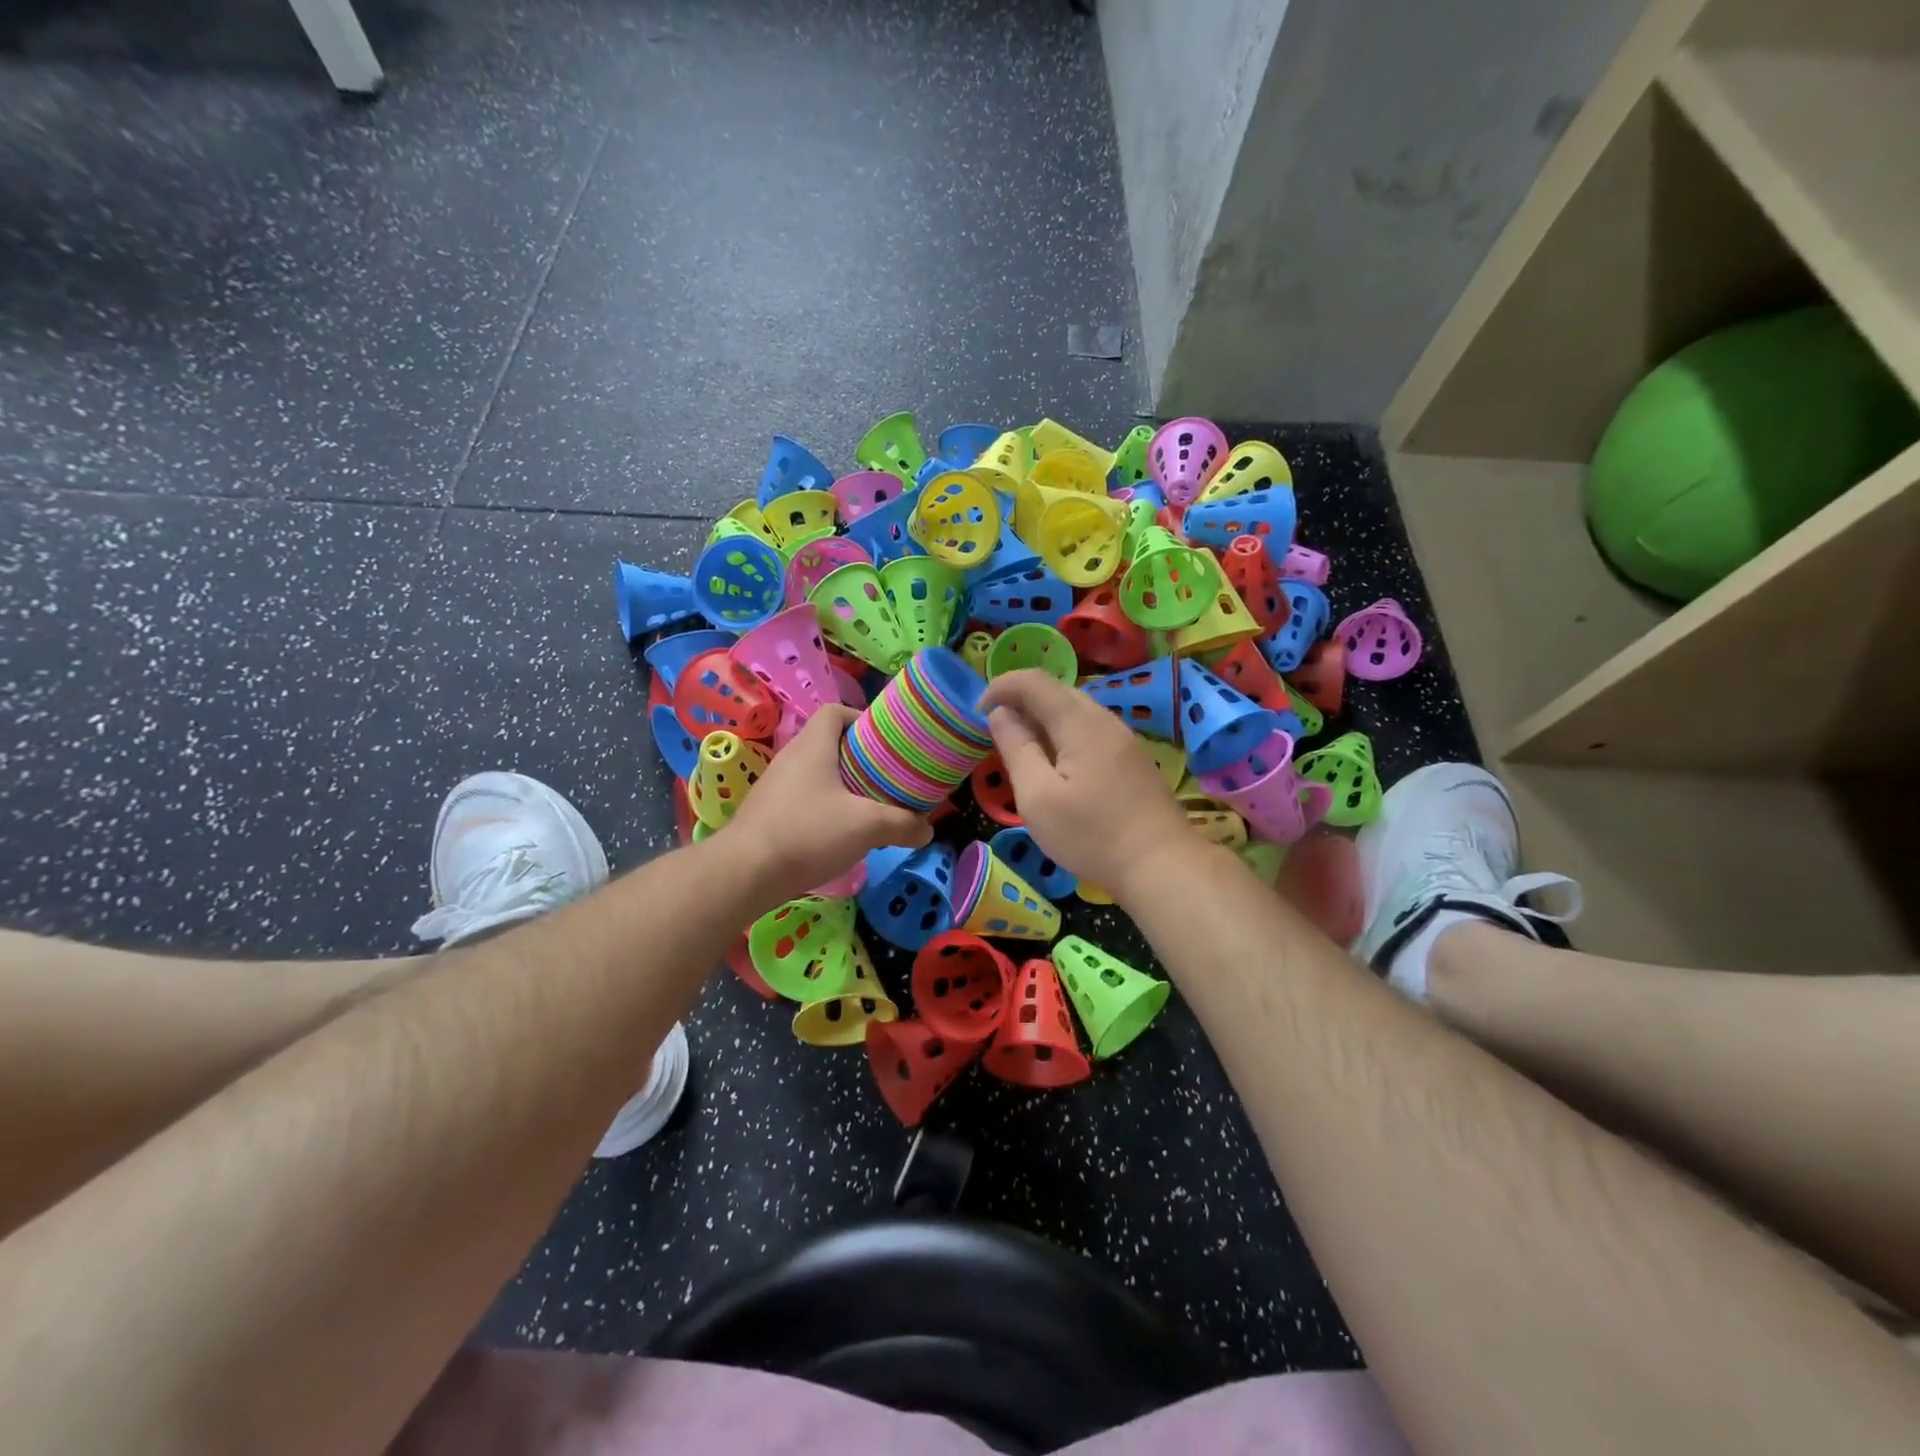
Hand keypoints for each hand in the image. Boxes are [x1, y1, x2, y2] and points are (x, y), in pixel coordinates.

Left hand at [721, 705, 931, 902]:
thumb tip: (927, 829)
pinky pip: (803, 799)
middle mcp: (791, 758)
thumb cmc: (808, 833)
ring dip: (843, 785)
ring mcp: (775, 787)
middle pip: (829, 743)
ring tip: (869, 807)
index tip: (885, 741)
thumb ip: (903, 824)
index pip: (835, 712)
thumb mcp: (867, 826)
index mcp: (813, 746)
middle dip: (860, 758)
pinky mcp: (768, 814)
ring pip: (816, 774)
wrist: (744, 873)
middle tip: (886, 777)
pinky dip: (824, 808)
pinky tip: (840, 834)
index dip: (861, 718)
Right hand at [976, 669, 1189, 900]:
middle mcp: (1104, 719)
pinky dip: (1063, 735)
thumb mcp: (1038, 797)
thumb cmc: (1091, 835)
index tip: (977, 712)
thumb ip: (1017, 748)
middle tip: (996, 734)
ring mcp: (1123, 738)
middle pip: (1057, 691)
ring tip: (1023, 752)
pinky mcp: (1132, 758)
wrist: (1162, 866)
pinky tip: (1057, 767)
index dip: (1001, 687)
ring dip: (1042, 720)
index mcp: (1079, 722)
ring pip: (1075, 711)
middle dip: (1020, 702)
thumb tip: (1000, 714)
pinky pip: (1090, 730)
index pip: (1034, 681)